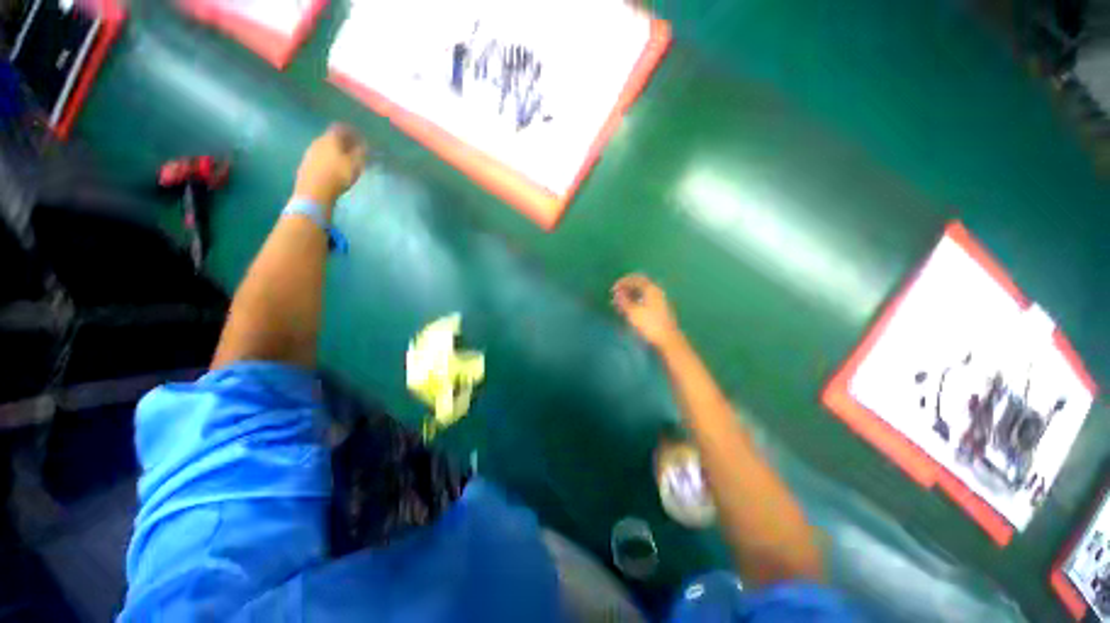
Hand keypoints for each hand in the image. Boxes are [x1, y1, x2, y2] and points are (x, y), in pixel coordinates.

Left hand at [293, 124, 368, 210]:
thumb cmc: (338, 175)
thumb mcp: (355, 164)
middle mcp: (318, 142)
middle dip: (344, 142)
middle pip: (332, 137)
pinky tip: (334, 169)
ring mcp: (310, 153)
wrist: (314, 191)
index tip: (361, 138)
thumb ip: (361, 152)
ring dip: (336, 151)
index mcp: (330, 139)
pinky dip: (329, 160)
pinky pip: (320, 157)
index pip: (341, 128)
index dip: (352, 131)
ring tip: (346, 162)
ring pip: (326, 147)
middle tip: (355, 151)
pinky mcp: (306, 164)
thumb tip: (365, 144)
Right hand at [612, 274, 682, 349]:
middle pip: (638, 285)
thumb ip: (623, 301)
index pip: (635, 279)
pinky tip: (627, 310)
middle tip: (615, 296)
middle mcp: (656, 292)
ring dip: (629, 296)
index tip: (613, 290)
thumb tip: (617, 293)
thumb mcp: (633, 312)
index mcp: (651, 289)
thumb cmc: (649, 324)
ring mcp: (658, 301)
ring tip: (618, 305)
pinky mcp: (658, 310)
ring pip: (641, 294)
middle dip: (625, 289)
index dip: (622, 282)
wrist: (667, 340)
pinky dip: (634, 302)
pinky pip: (643, 301)